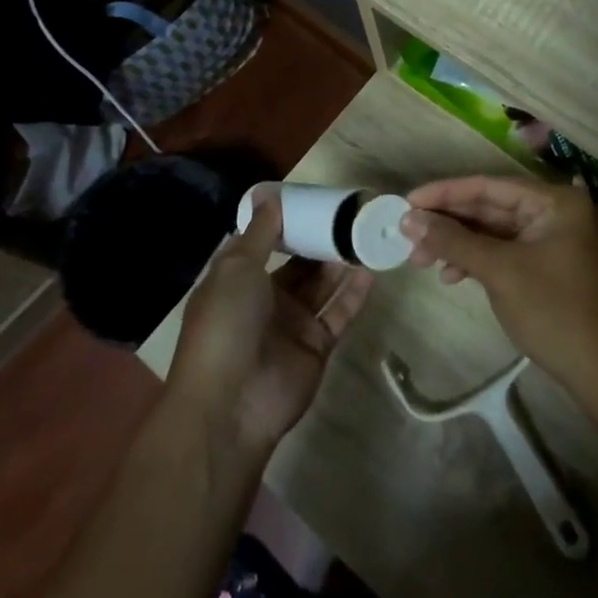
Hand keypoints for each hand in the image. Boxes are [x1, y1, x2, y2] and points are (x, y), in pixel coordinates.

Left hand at [168, 185, 372, 457]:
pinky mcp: (316, 346)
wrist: (232, 402)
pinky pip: (339, 313)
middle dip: (320, 241)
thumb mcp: (236, 269)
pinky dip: (354, 294)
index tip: (313, 199)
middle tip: (349, 215)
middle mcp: (265, 299)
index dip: (287, 223)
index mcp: (238, 280)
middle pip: (298, 264)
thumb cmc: (226, 324)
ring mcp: (292, 324)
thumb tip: (269, 196)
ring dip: (340, 263)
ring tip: (364, 235)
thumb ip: (260, 233)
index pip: (265, 244)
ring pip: (321, 286)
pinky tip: (371, 270)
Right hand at [401, 176, 597, 398]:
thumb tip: (408, 219)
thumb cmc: (554, 310)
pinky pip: (500, 250)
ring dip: (456, 242)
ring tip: (420, 259)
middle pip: (488, 205)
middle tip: (406, 233)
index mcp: (552, 201)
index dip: (444, 192)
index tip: (406, 202)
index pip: (488, 185)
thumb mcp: (499, 271)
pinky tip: (450, 275)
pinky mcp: (544, 264)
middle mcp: (553, 211)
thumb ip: (453, 240)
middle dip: (447, 221)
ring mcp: (550, 238)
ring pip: (491, 230)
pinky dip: (474, 259)